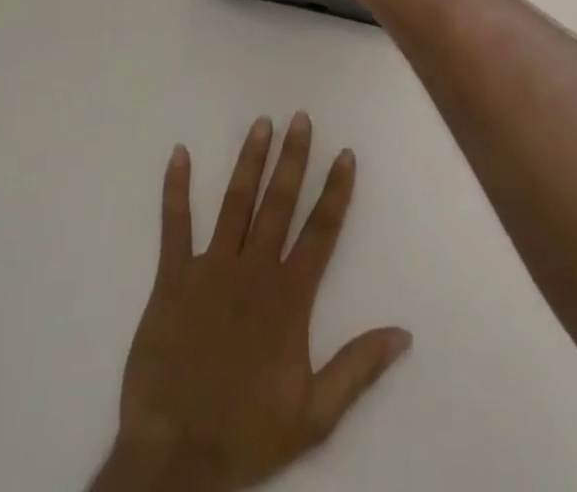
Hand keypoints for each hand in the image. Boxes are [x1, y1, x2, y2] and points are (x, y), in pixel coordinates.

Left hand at [91, 113, 411, 491]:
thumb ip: (358, 368)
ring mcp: (211, 269)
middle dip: (293, 158)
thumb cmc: (246, 433)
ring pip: (235, 202)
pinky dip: (176, 189)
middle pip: (280, 203)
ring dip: (250, 161)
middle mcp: (254, 270)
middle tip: (300, 118)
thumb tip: (404, 334)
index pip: (321, 231)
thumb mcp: (315, 414)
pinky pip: (174, 225)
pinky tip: (179, 154)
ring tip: (261, 124)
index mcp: (289, 297)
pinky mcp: (172, 278)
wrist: (174, 458)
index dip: (335, 191)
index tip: (346, 154)